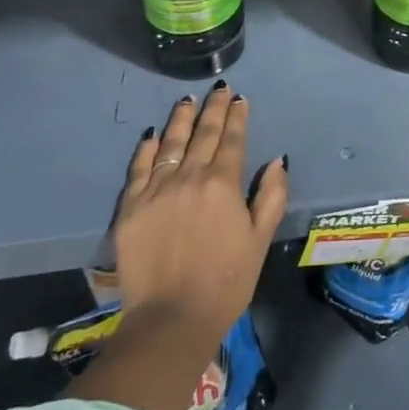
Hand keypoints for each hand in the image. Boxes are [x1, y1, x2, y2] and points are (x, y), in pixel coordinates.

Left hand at [114, 82, 288, 342]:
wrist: (171, 319)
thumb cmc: (226, 281)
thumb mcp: (260, 240)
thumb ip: (271, 196)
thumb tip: (277, 161)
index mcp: (224, 184)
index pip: (232, 140)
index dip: (237, 117)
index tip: (240, 99)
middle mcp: (190, 177)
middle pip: (203, 134)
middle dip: (213, 109)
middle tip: (219, 90)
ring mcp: (157, 190)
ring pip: (171, 144)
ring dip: (182, 119)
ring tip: (187, 100)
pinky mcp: (131, 207)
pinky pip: (140, 168)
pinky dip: (148, 148)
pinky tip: (154, 134)